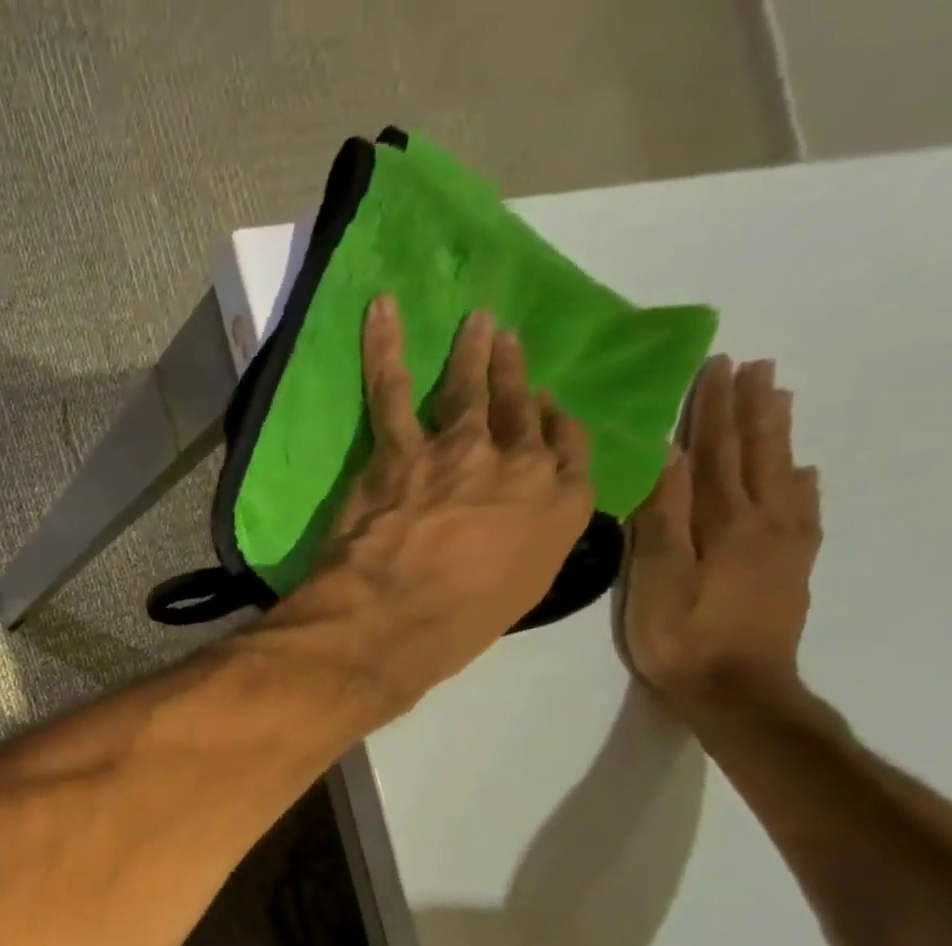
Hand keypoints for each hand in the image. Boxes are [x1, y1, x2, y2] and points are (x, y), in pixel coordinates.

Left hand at [271, 297, 592, 715]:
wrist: (392, 620)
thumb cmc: (456, 627)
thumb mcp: (516, 596)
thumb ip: (522, 550)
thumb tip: (509, 535)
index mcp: (559, 509)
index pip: (569, 452)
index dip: (557, 425)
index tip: (549, 408)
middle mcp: (518, 468)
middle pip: (521, 412)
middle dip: (517, 377)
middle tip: (510, 344)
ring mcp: (458, 452)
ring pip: (468, 392)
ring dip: (472, 355)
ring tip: (477, 324)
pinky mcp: (399, 452)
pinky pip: (391, 391)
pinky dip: (384, 349)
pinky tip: (382, 312)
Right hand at [622, 356, 820, 712]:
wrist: (736, 688)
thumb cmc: (680, 636)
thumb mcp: (656, 578)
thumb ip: (664, 519)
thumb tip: (671, 459)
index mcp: (723, 522)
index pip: (713, 454)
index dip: (711, 412)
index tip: (714, 368)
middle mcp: (762, 521)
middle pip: (754, 454)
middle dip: (749, 409)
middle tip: (753, 366)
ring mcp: (784, 543)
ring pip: (781, 473)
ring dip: (777, 433)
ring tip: (778, 397)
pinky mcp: (792, 566)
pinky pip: (803, 510)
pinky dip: (800, 481)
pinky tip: (800, 470)